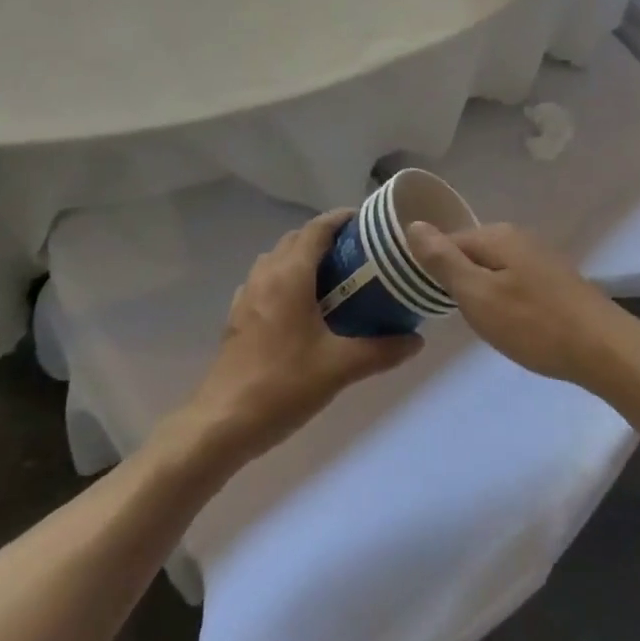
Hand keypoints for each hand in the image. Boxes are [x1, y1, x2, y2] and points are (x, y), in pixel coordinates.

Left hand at [180, 210, 422, 466]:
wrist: (222, 422)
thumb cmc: (283, 385)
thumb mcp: (339, 367)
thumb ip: (381, 350)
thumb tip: (417, 340)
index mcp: (290, 275)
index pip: (317, 228)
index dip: (341, 219)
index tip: (368, 222)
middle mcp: (266, 274)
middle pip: (297, 239)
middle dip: (326, 238)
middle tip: (359, 253)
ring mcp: (247, 294)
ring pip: (278, 258)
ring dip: (304, 257)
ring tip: (334, 277)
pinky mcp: (237, 315)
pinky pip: (265, 280)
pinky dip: (286, 279)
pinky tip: (302, 309)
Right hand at [406, 222, 634, 388]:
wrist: (605, 350)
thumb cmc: (534, 324)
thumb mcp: (478, 295)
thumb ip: (444, 261)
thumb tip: (414, 224)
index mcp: (496, 235)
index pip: (448, 241)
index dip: (433, 269)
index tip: (428, 299)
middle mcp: (518, 237)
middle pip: (472, 252)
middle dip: (460, 281)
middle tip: (458, 317)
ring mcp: (541, 257)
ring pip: (495, 269)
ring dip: (484, 292)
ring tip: (484, 325)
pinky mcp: (557, 280)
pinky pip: (516, 281)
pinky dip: (507, 299)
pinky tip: (513, 324)